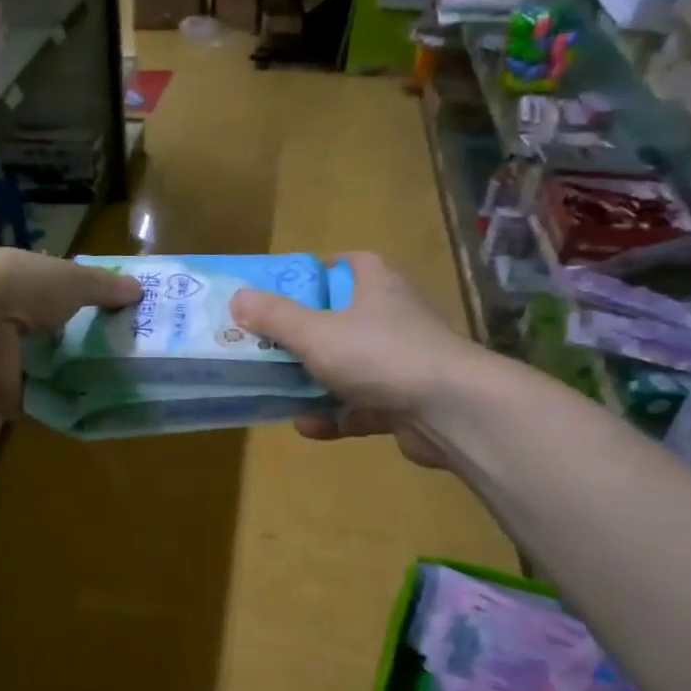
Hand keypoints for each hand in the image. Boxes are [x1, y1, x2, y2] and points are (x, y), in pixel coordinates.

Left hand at [0, 248, 141, 415]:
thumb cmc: (19, 287)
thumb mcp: (70, 278)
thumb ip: (103, 286)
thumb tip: (138, 290)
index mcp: (17, 284)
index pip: (54, 295)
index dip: (84, 304)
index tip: (120, 318)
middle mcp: (8, 322)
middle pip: (53, 337)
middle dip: (84, 347)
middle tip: (129, 358)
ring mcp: (4, 362)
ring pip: (47, 372)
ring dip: (76, 380)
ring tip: (124, 388)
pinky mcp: (5, 398)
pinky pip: (42, 406)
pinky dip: (65, 410)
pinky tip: (101, 414)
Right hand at [227, 252, 491, 466]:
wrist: (452, 411)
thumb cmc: (379, 355)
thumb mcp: (315, 332)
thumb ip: (275, 317)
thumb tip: (237, 298)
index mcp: (376, 286)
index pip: (349, 264)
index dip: (317, 272)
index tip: (284, 289)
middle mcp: (392, 318)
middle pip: (341, 318)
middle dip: (304, 334)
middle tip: (267, 345)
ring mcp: (402, 362)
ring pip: (350, 366)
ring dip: (315, 381)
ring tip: (276, 390)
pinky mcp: (406, 402)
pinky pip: (361, 406)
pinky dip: (335, 416)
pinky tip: (307, 426)